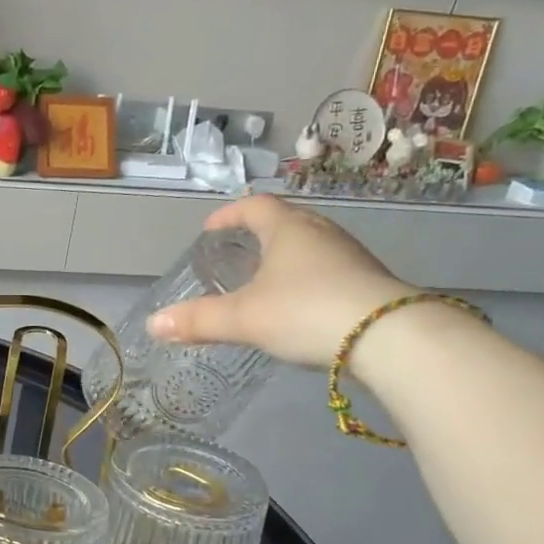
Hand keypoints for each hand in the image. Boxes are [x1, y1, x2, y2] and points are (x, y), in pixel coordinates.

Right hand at [147, 195, 408, 366]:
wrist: (390, 337)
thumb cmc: (306, 311)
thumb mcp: (243, 318)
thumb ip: (198, 320)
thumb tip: (153, 324)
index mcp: (288, 229)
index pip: (254, 206)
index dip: (228, 214)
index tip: (211, 229)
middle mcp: (321, 233)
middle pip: (285, 222)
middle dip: (258, 235)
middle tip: (237, 253)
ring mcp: (350, 256)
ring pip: (310, 247)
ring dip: (285, 258)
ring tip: (265, 282)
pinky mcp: (369, 283)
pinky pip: (329, 270)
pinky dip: (307, 280)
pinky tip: (300, 306)